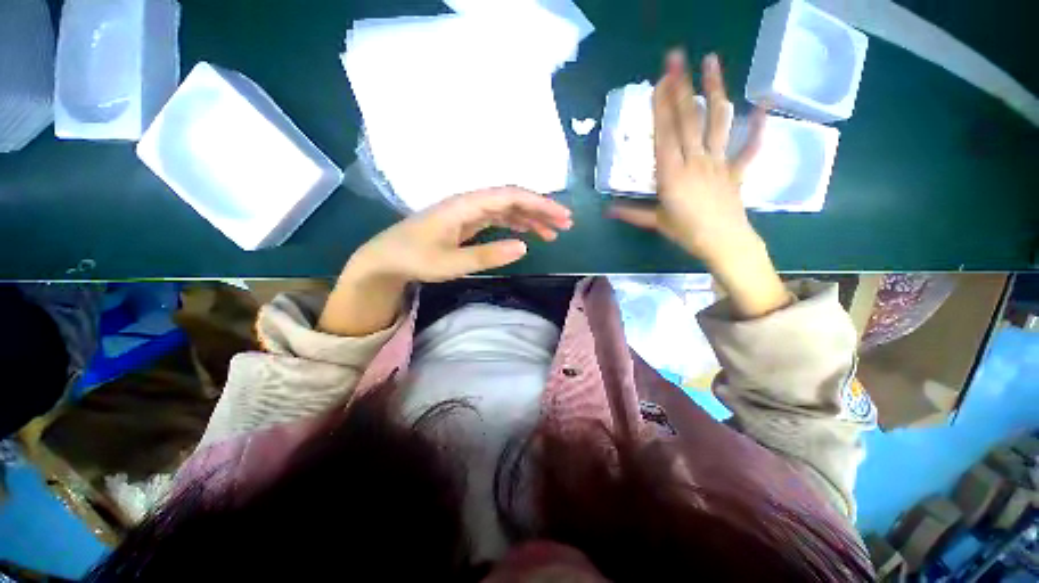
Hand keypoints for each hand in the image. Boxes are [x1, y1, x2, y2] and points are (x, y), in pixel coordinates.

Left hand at [319, 187, 571, 335]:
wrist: (386, 259)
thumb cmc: (414, 259)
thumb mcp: (450, 264)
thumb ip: (487, 255)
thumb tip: (524, 247)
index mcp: (465, 205)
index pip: (510, 196)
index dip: (539, 203)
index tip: (562, 216)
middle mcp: (470, 203)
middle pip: (513, 199)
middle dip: (541, 209)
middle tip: (566, 225)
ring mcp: (469, 212)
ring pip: (507, 209)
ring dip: (531, 218)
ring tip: (553, 233)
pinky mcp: (467, 222)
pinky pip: (498, 219)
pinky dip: (516, 225)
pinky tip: (527, 234)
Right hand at [608, 50, 764, 267]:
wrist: (724, 243)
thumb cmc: (687, 233)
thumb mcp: (656, 222)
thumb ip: (632, 213)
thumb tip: (606, 210)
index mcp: (672, 175)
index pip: (665, 135)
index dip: (661, 107)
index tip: (659, 81)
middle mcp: (696, 161)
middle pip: (688, 120)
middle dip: (681, 87)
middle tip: (677, 58)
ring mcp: (719, 162)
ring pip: (717, 122)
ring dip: (715, 90)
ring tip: (711, 62)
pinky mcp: (737, 169)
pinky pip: (749, 147)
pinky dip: (758, 128)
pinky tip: (764, 106)